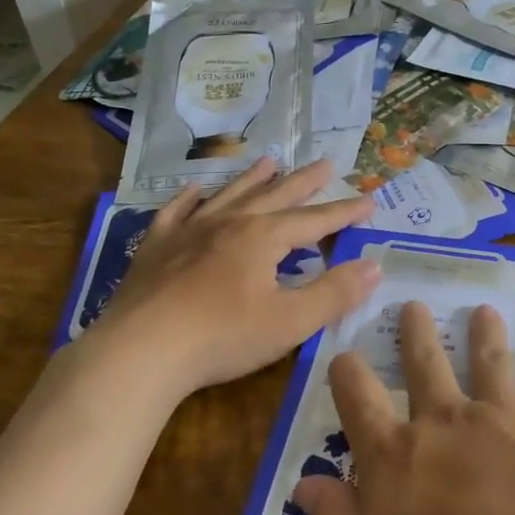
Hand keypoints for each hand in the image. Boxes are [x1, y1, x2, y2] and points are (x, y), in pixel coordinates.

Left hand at [85, 158, 378, 399]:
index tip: (369, 200)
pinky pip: (176, 212)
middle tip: (326, 164)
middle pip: (275, 195)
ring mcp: (188, 231)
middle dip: (305, 182)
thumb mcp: (291, 322)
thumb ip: (335, 293)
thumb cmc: (222, 337)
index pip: (315, 220)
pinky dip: (189, 198)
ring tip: (270, 162)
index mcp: (263, 237)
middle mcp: (229, 223)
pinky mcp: (155, 248)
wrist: (140, 352)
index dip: (345, 212)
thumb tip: (374, 266)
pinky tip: (194, 190)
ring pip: (228, 195)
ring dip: (252, 179)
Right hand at [293, 302, 514, 514]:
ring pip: (488, 360)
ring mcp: (501, 415)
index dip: (347, 374)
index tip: (344, 354)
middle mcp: (445, 420)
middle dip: (416, 333)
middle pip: (425, 363)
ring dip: (483, 334)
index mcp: (396, 454)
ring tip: (484, 312)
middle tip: (415, 305)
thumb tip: (304, 482)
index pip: (359, 401)